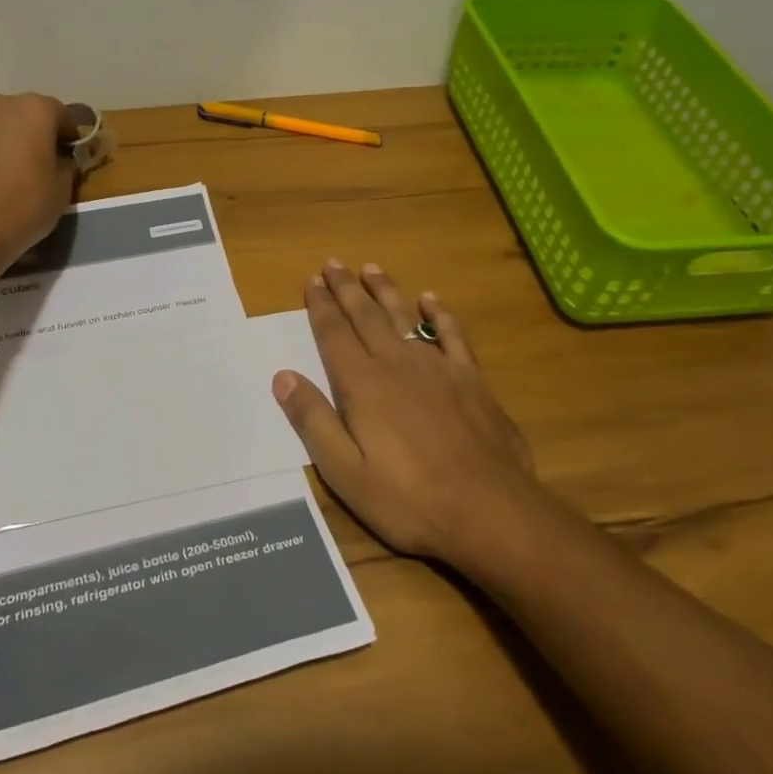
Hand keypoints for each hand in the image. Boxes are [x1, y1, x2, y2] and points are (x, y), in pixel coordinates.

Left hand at [0, 93, 74, 276]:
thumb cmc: (21, 208)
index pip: (60, 113)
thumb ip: (65, 166)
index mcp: (33, 110)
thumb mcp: (61, 192)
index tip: (69, 157)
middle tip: (34, 166)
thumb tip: (59, 160)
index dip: (67, 135)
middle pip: (20, 114)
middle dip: (30, 134)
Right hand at [272, 261, 538, 563]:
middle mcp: (396, 364)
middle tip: (333, 263)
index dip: (320, 307)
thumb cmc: (409, 498)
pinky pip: (452, 336)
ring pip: (404, 317)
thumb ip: (313, 421)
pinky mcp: (471, 379)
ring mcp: (437, 368)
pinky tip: (431, 300)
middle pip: (366, 317)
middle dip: (346, 289)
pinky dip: (440, 315)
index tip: (311, 282)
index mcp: (363, 385)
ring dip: (386, 291)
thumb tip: (283, 376)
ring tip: (371, 268)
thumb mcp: (345, 472)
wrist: (489, 510)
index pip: (334, 335)